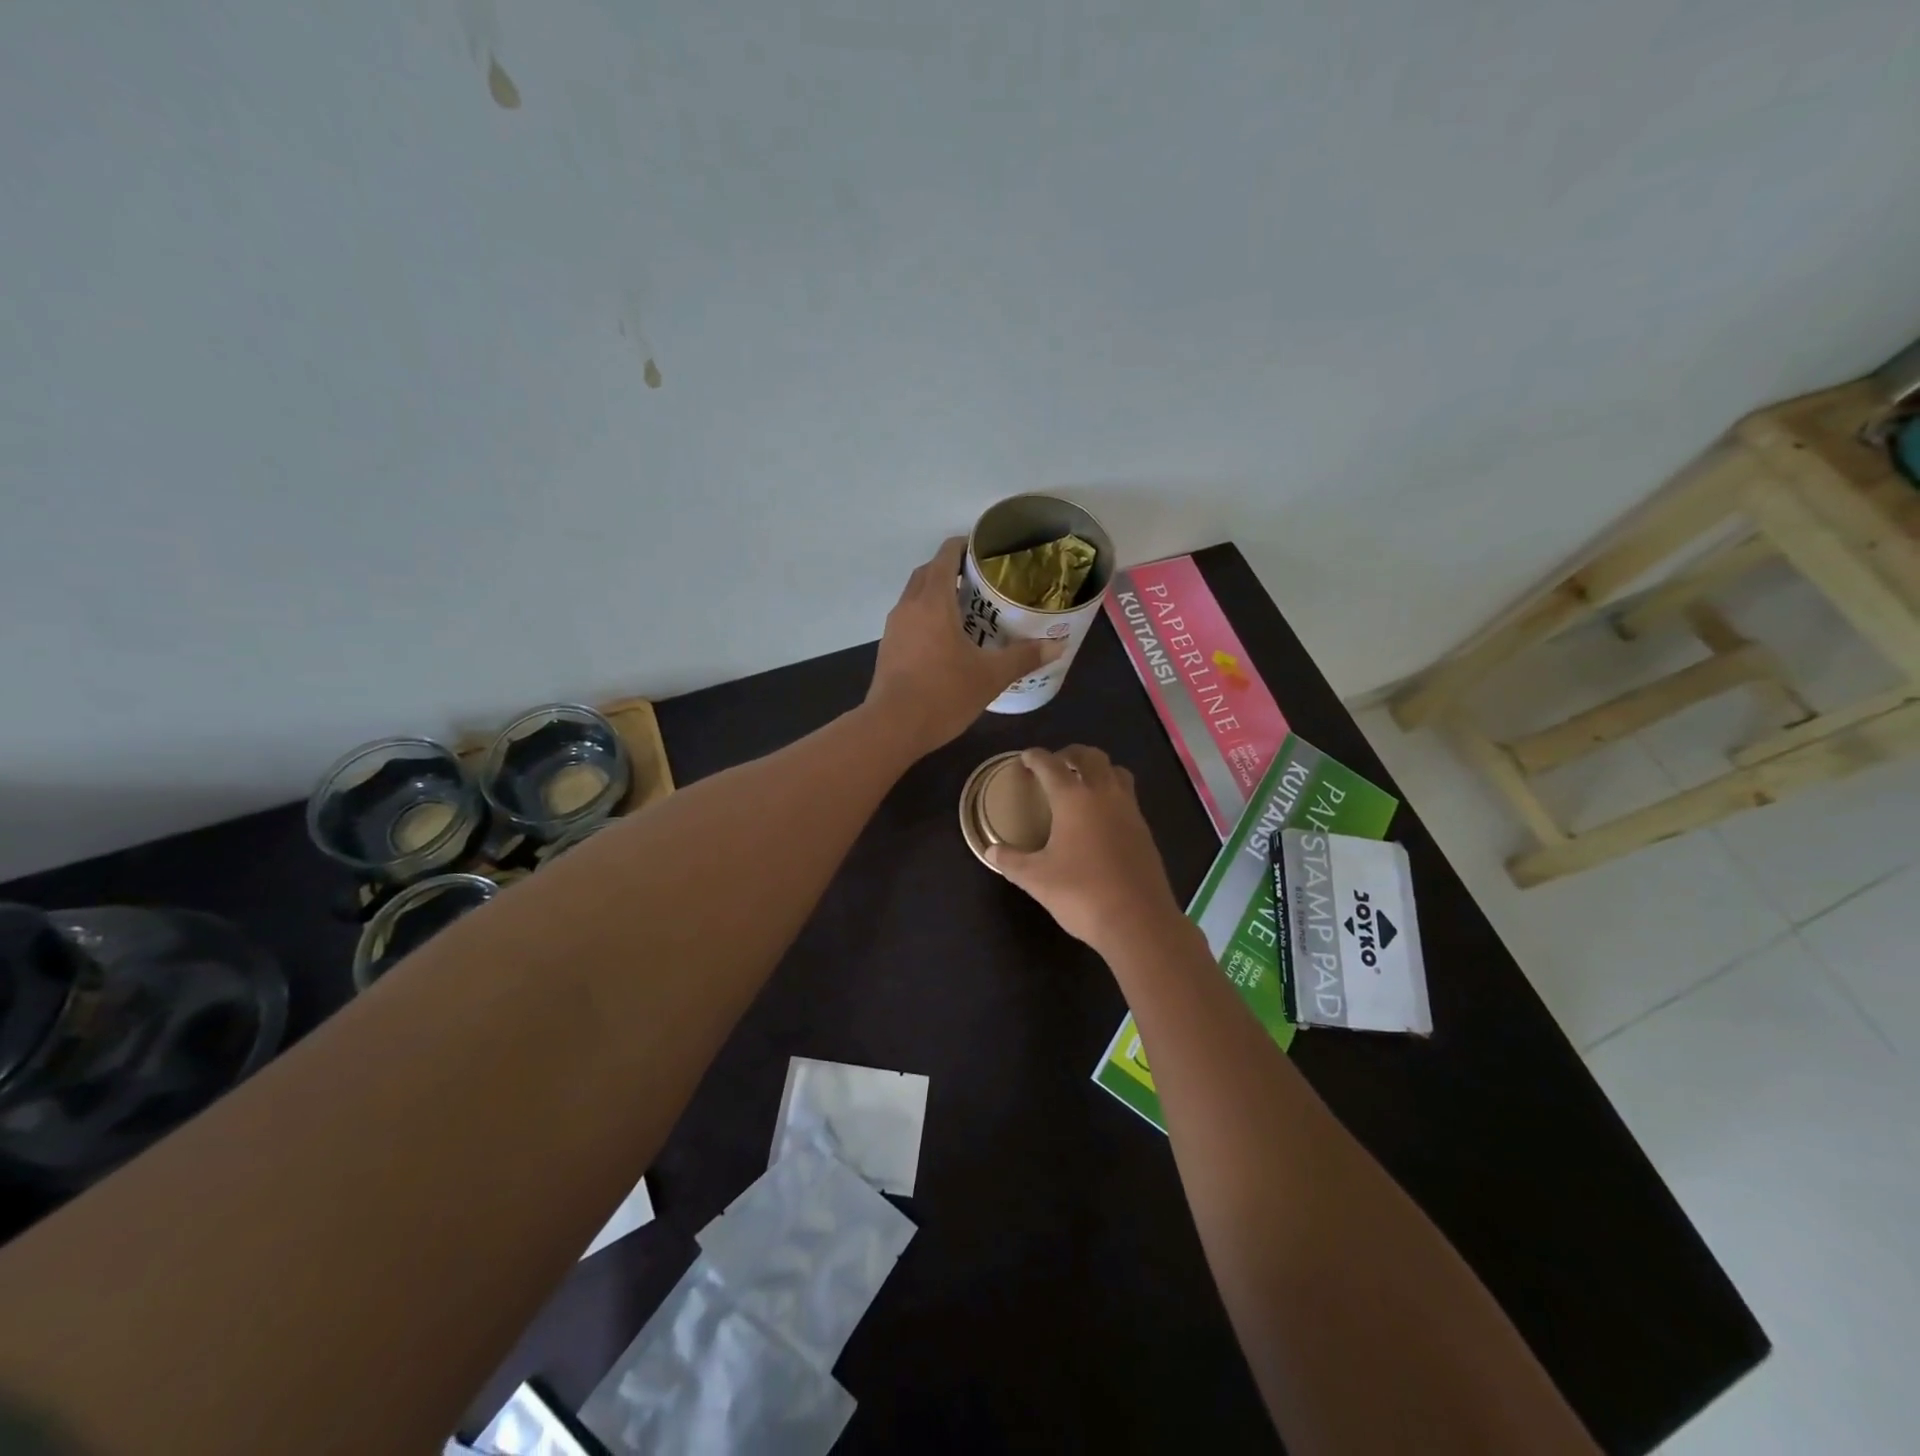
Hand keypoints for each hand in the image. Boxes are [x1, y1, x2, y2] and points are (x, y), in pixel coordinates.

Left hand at [866, 536, 1063, 755]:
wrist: (892, 727)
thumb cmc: (943, 694)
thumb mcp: (990, 676)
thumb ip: (1023, 657)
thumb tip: (1058, 646)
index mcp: (932, 601)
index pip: (945, 556)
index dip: (965, 546)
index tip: (986, 551)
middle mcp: (909, 606)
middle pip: (928, 572)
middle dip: (952, 568)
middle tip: (982, 581)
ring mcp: (894, 628)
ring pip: (915, 596)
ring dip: (937, 593)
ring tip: (967, 608)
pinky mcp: (888, 648)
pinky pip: (909, 618)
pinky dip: (926, 616)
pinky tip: (946, 638)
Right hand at [987, 746, 1187, 956]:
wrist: (1138, 921)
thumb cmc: (1081, 894)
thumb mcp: (1036, 879)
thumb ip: (1011, 861)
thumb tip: (991, 851)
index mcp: (1074, 798)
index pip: (1051, 765)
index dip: (1035, 757)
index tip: (1025, 758)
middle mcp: (1104, 794)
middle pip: (1090, 757)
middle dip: (1070, 754)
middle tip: (1055, 765)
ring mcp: (1129, 810)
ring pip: (1115, 771)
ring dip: (1097, 768)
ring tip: (1082, 783)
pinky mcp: (1144, 830)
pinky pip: (1127, 795)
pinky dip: (1111, 792)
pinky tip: (1100, 816)